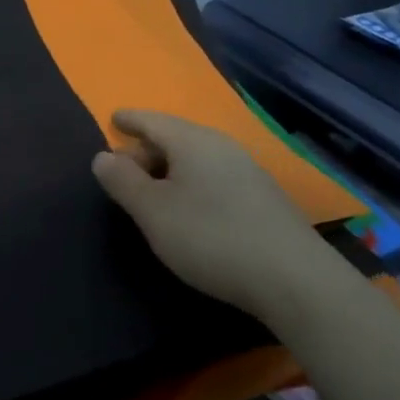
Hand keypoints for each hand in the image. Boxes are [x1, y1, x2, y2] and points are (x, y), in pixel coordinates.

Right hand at [92, 109, 349, 327]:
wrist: (296, 280)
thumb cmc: (211, 237)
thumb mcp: (153, 212)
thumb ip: (123, 181)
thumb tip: (103, 156)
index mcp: (190, 140)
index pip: (151, 120)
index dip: (129, 120)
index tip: (114, 119)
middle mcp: (220, 145)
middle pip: (174, 137)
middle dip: (147, 150)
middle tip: (126, 174)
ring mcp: (247, 170)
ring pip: (197, 158)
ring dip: (172, 170)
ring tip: (156, 194)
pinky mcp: (264, 198)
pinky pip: (215, 176)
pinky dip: (194, 184)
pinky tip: (193, 209)